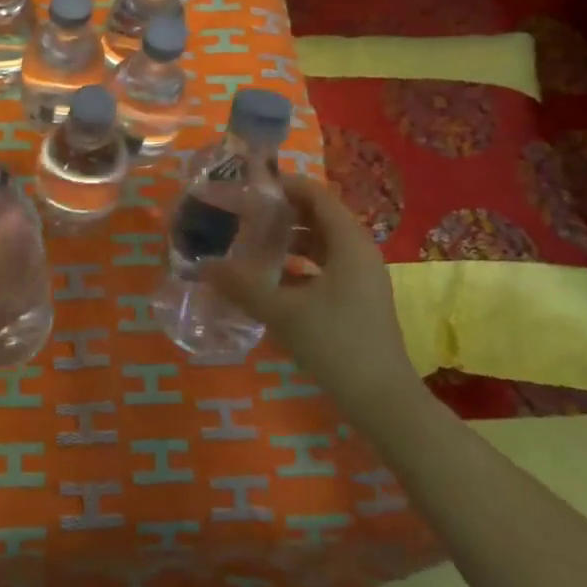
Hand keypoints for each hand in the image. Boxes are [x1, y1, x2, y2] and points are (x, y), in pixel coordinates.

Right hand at [203, 175, 419, 423]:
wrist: (382, 400)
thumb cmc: (335, 344)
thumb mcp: (282, 312)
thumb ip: (242, 286)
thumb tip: (204, 265)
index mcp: (349, 243)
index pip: (317, 196)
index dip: (285, 186)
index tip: (250, 186)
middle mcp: (360, 252)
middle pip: (320, 217)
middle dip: (283, 213)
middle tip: (246, 214)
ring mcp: (363, 278)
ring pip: (323, 245)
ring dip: (291, 241)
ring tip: (254, 245)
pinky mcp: (360, 300)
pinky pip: (327, 268)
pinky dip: (301, 266)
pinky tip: (273, 281)